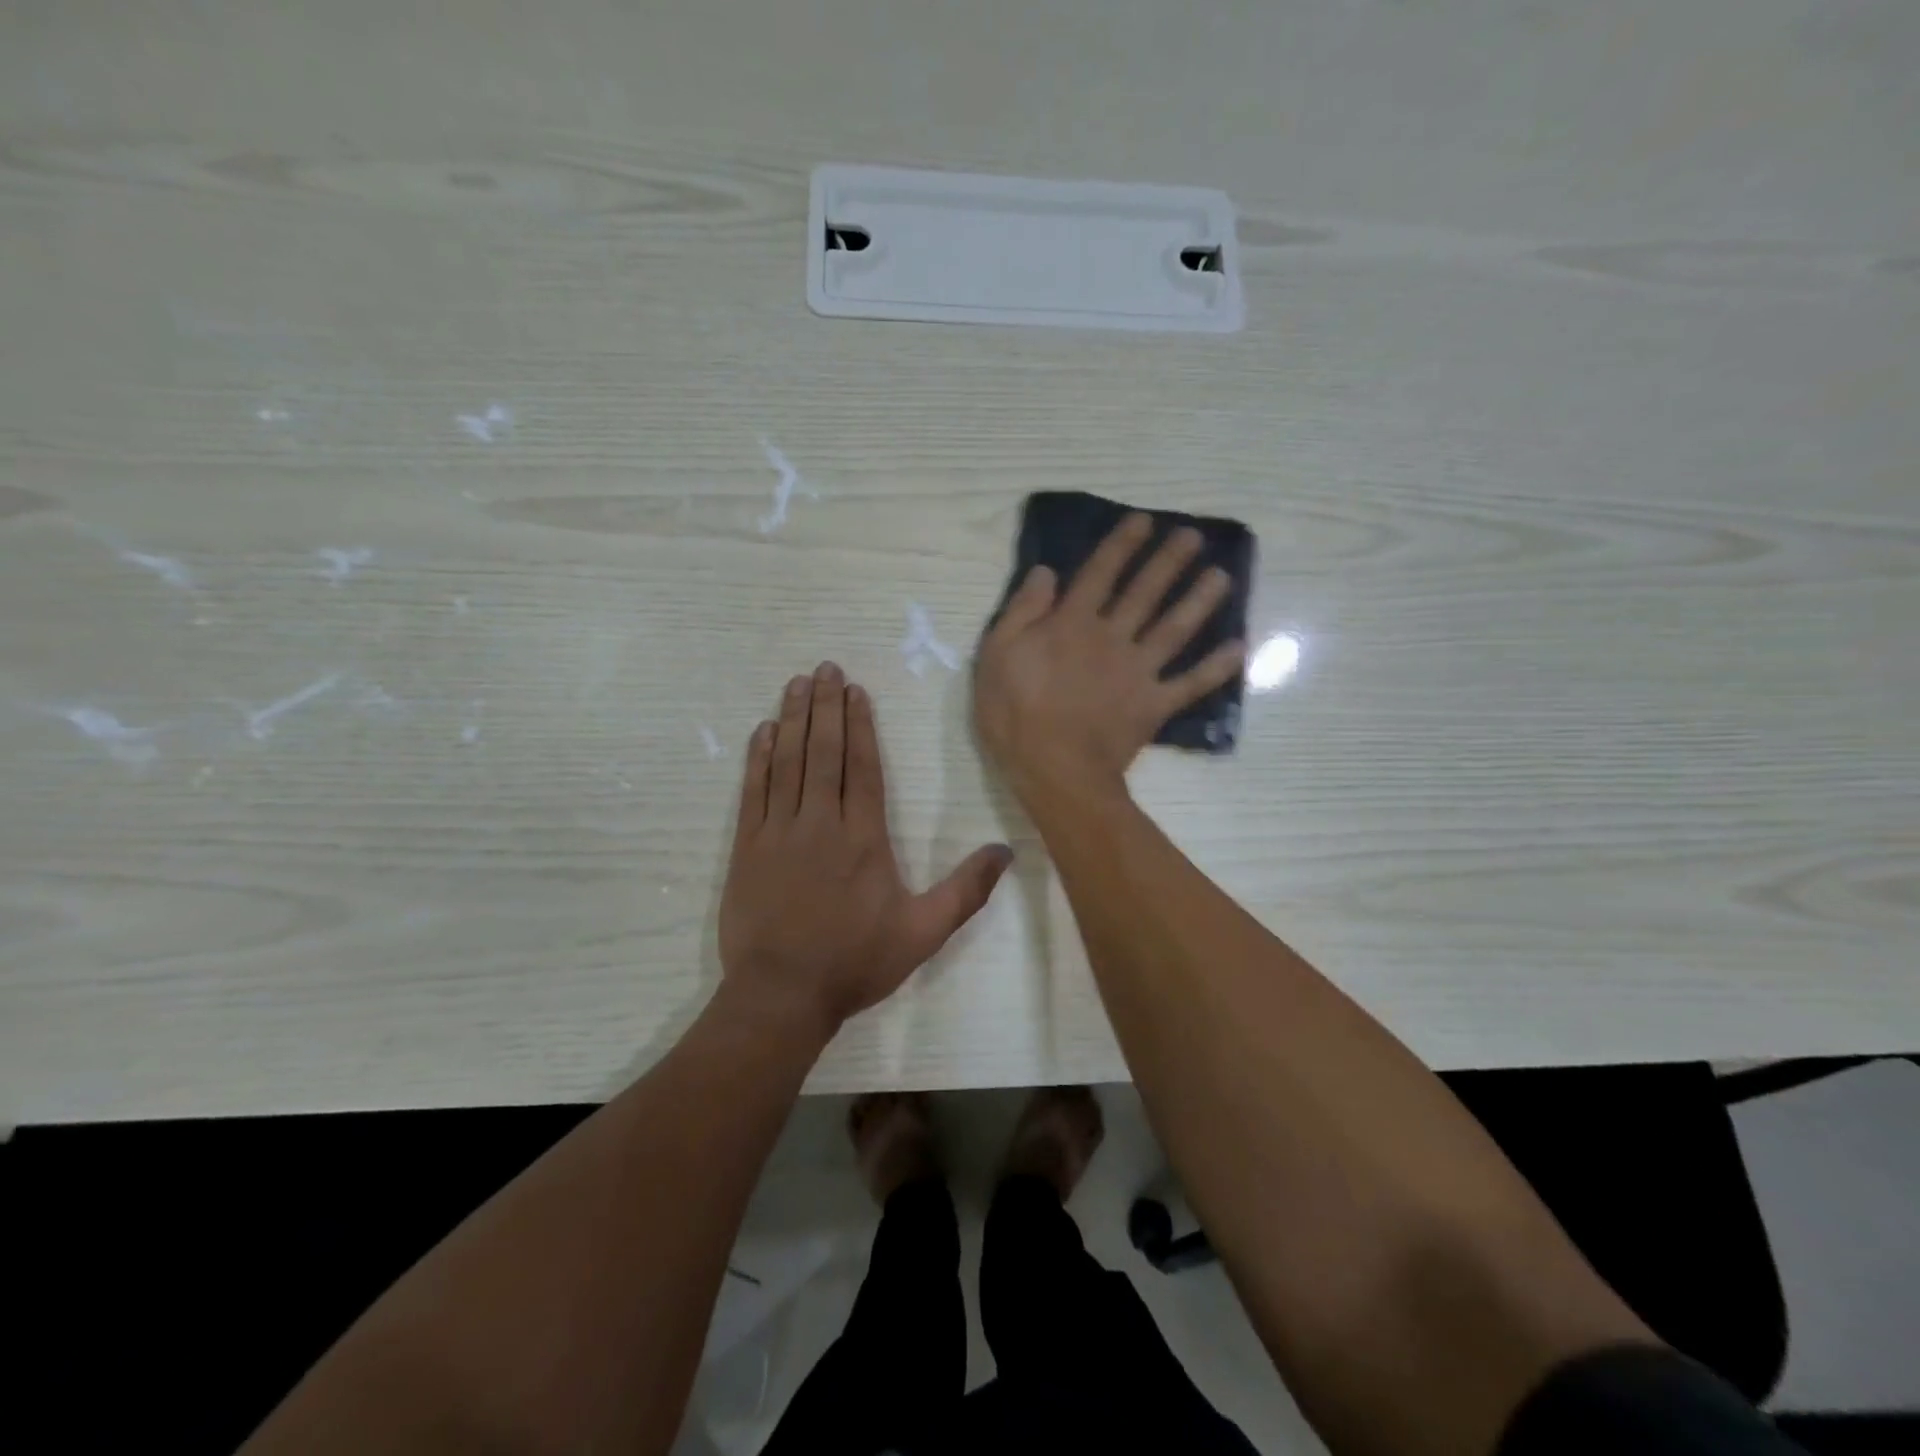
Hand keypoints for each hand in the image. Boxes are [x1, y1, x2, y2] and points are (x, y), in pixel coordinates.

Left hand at [718, 662, 1013, 1034]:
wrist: (782, 995)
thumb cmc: (855, 962)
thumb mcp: (923, 933)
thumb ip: (965, 891)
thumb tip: (1006, 852)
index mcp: (864, 838)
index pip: (862, 767)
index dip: (859, 724)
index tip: (855, 690)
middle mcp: (821, 823)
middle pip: (824, 752)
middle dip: (826, 707)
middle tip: (824, 668)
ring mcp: (779, 833)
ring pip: (787, 763)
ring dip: (794, 720)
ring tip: (797, 684)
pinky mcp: (747, 848)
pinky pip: (754, 791)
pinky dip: (758, 758)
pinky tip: (763, 731)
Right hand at [974, 513, 1245, 806]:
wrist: (1053, 769)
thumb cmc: (1014, 714)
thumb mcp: (996, 655)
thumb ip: (1022, 611)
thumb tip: (1046, 572)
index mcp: (1072, 624)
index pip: (1100, 574)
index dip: (1122, 545)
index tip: (1144, 521)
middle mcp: (1112, 637)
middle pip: (1145, 592)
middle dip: (1169, 561)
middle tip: (1194, 536)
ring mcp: (1138, 671)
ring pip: (1174, 628)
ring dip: (1199, 600)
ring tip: (1222, 576)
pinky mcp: (1153, 704)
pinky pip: (1190, 683)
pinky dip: (1216, 668)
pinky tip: (1239, 649)